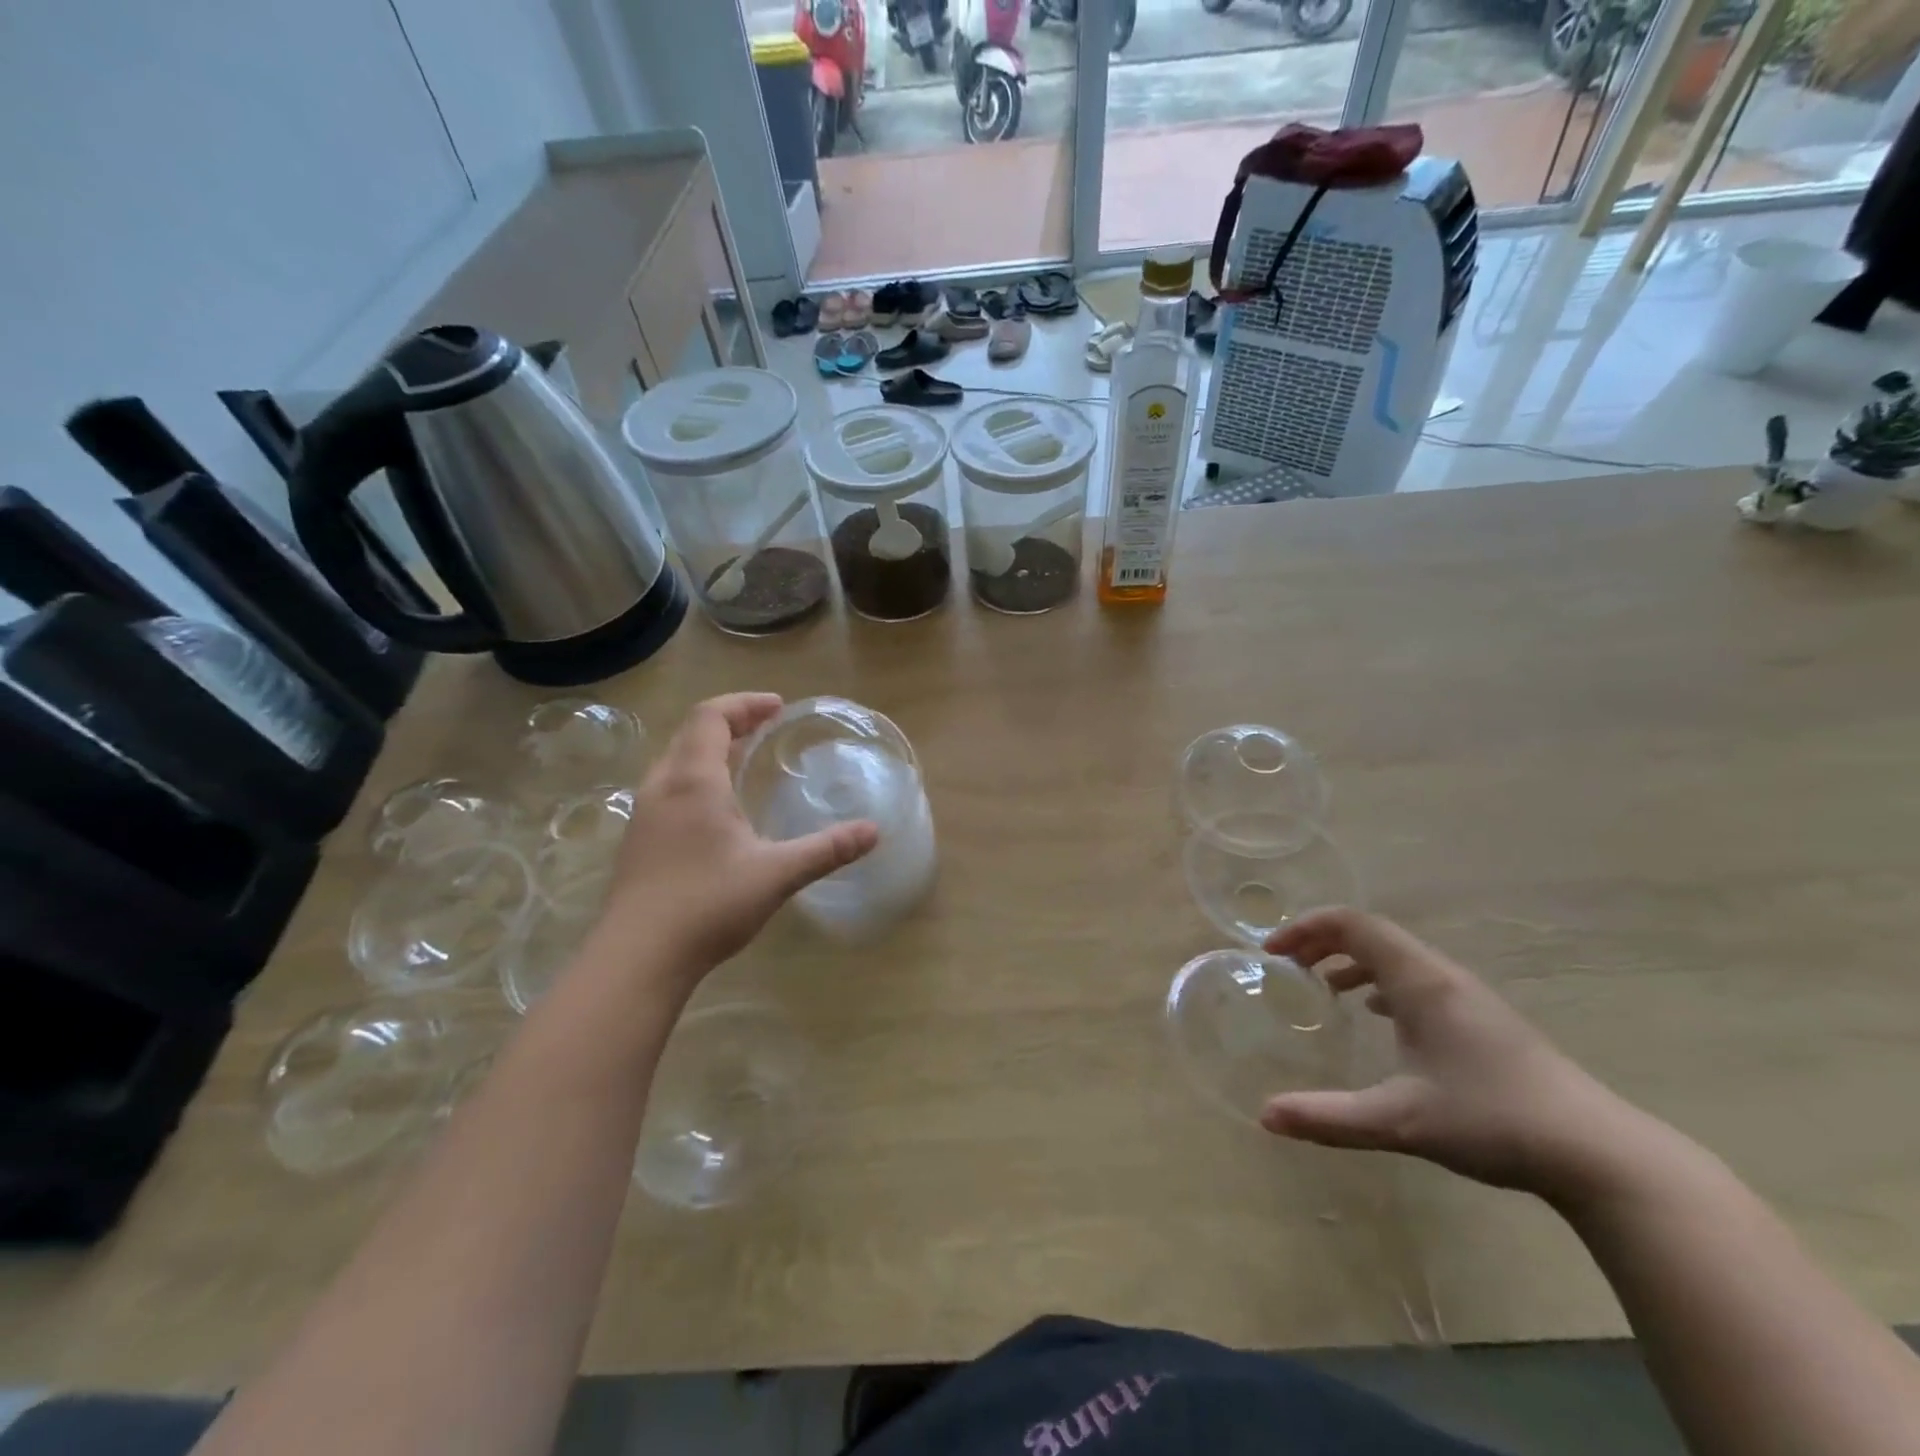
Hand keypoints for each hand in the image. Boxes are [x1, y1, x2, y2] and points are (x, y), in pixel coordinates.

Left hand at [595, 693, 877, 982]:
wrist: (637, 959)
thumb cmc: (707, 905)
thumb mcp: (777, 874)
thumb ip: (827, 849)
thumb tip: (873, 831)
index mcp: (693, 780)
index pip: (711, 716)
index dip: (744, 703)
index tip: (778, 707)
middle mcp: (662, 786)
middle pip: (692, 732)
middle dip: (731, 721)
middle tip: (766, 727)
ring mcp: (644, 814)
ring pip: (676, 760)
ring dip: (711, 748)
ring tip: (744, 758)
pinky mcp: (638, 840)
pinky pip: (669, 786)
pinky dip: (697, 775)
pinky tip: (718, 808)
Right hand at [1261, 907, 1640, 1202]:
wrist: (1601, 1154)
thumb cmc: (1494, 1121)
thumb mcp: (1401, 1121)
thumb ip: (1329, 1117)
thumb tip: (1265, 1116)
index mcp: (1420, 981)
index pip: (1353, 924)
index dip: (1306, 928)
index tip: (1272, 952)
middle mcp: (1442, 976)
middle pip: (1372, 933)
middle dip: (1322, 940)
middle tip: (1288, 965)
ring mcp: (1468, 997)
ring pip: (1397, 956)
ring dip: (1352, 959)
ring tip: (1322, 985)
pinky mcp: (1483, 1020)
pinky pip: (1418, 979)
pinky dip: (1381, 981)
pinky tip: (1376, 1015)